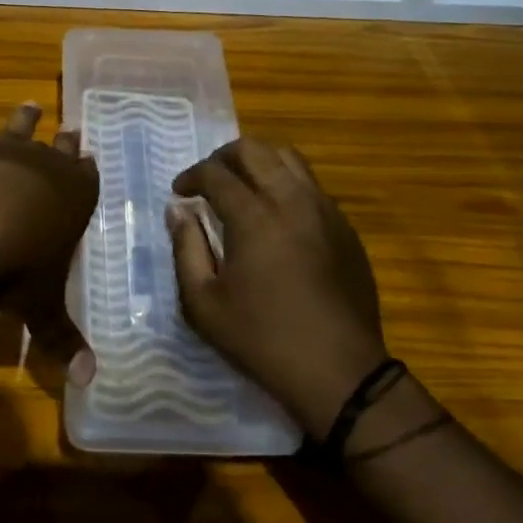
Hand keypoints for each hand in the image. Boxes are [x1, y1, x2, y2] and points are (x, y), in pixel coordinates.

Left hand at [0, 103, 99, 382]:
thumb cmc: (13, 269)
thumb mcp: (40, 307)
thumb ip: (63, 339)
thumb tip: (90, 380)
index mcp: (72, 196)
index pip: (88, 175)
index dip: (88, 168)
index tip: (89, 155)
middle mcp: (42, 165)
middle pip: (59, 146)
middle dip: (65, 139)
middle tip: (71, 127)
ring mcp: (0, 152)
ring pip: (18, 128)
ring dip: (24, 119)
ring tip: (30, 106)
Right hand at [168, 139, 385, 438]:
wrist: (340, 372)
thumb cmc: (262, 339)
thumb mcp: (204, 303)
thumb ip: (185, 248)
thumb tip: (178, 211)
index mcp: (254, 216)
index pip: (216, 173)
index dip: (191, 176)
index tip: (180, 193)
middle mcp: (292, 199)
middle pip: (255, 150)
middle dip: (223, 157)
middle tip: (209, 180)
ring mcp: (324, 210)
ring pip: (289, 158)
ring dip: (259, 163)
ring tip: (242, 187)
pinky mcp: (344, 227)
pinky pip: (311, 185)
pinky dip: (286, 183)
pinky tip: (276, 214)